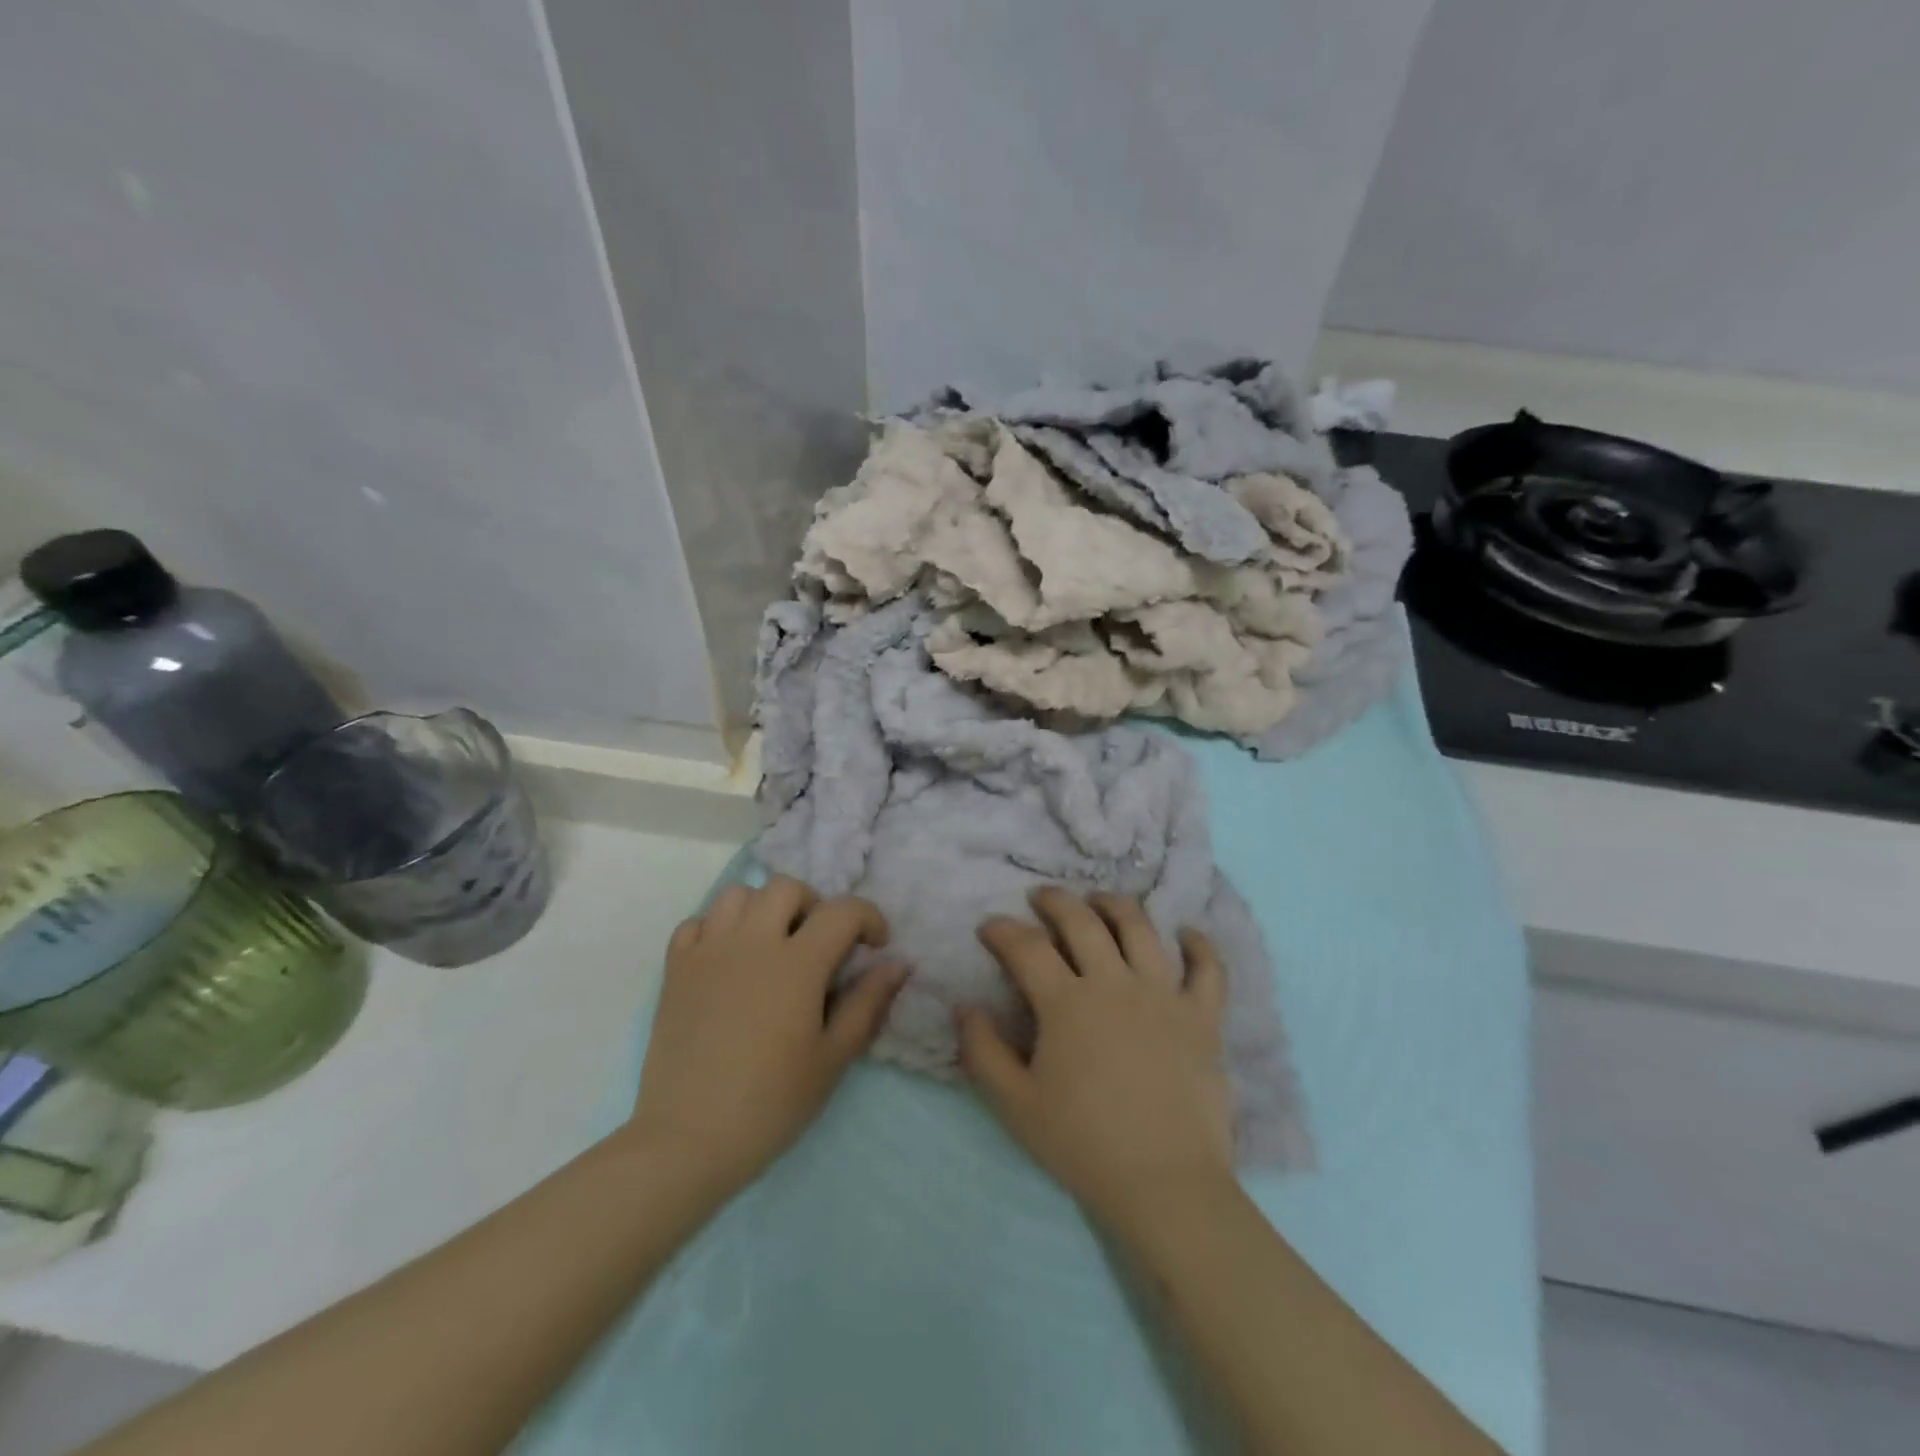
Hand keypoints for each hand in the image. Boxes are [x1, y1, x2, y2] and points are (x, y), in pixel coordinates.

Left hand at [627, 876, 903, 1199]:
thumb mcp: (832, 1057)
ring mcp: (707, 952)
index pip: (842, 910)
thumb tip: (898, 964)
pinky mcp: (675, 969)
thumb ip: (867, 1003)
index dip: (869, 919)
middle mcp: (751, 942)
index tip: (875, 946)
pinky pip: (696, 923)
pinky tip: (727, 962)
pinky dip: (716, 930)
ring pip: (738, 895)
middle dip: (814, 905)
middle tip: (819, 944)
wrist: (688, 1139)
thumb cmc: (771, 1102)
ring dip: (763, 909)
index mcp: (796, 963)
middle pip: (786, 888)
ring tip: (771, 945)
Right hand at [959, 888, 1233, 1222]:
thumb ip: (982, 1051)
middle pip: (1082, 922)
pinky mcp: (1203, 1016)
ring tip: (1100, 901)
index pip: (1026, 947)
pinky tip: (1186, 934)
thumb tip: (964, 1006)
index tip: (988, 927)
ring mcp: (1164, 995)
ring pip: (1140, 929)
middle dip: (1055, 902)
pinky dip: (1198, 945)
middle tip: (1041, 898)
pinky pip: (1208, 968)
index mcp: (1067, 1003)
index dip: (1002, 930)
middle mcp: (1114, 983)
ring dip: (1115, 905)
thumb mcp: (1014, 1104)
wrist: (1165, 1184)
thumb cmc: (1083, 1144)